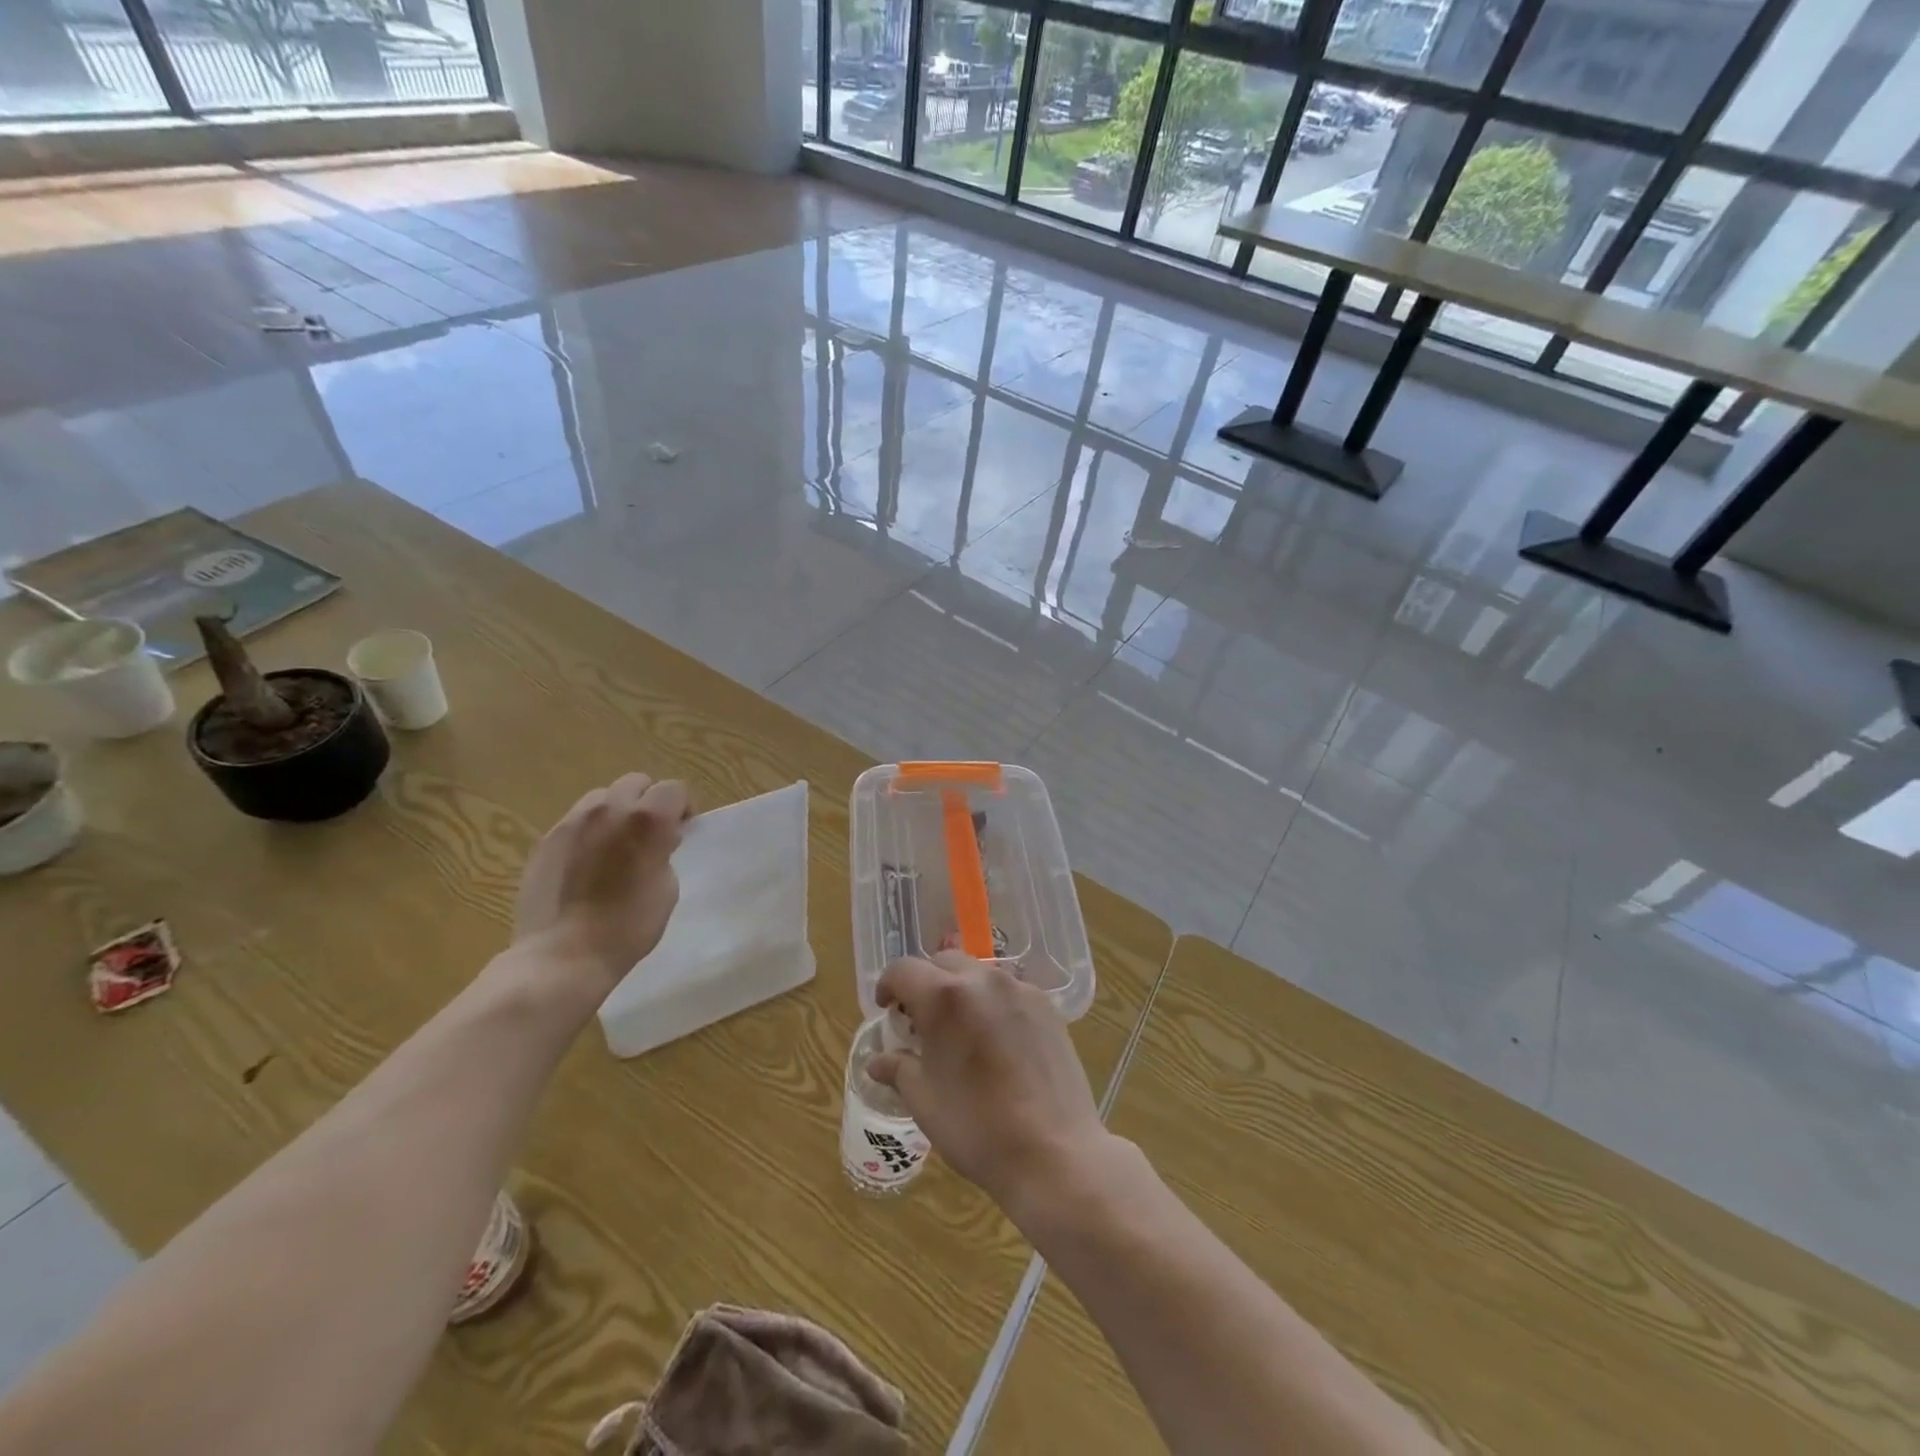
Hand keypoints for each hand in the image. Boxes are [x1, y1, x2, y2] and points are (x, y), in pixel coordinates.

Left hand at [511, 773, 692, 992]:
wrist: (563, 956)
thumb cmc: (628, 927)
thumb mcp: (667, 888)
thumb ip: (664, 852)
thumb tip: (657, 841)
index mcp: (647, 819)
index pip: (673, 789)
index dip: (682, 808)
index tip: (681, 832)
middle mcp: (609, 809)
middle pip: (636, 783)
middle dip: (648, 802)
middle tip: (649, 835)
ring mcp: (572, 822)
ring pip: (602, 798)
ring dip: (616, 812)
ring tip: (615, 846)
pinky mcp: (546, 839)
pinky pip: (576, 821)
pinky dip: (589, 832)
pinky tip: (587, 864)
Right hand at [868, 953, 1108, 1216]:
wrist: (1054, 1152)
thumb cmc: (977, 1127)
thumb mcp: (924, 1101)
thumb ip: (898, 1069)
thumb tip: (878, 1061)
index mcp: (944, 996)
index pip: (903, 970)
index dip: (888, 986)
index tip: (886, 1010)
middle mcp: (982, 979)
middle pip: (942, 963)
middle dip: (925, 984)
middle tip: (920, 1021)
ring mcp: (1019, 989)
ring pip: (978, 973)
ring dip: (960, 990)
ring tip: (959, 1030)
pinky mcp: (1046, 1006)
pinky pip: (1008, 990)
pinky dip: (991, 1003)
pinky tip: (995, 1041)